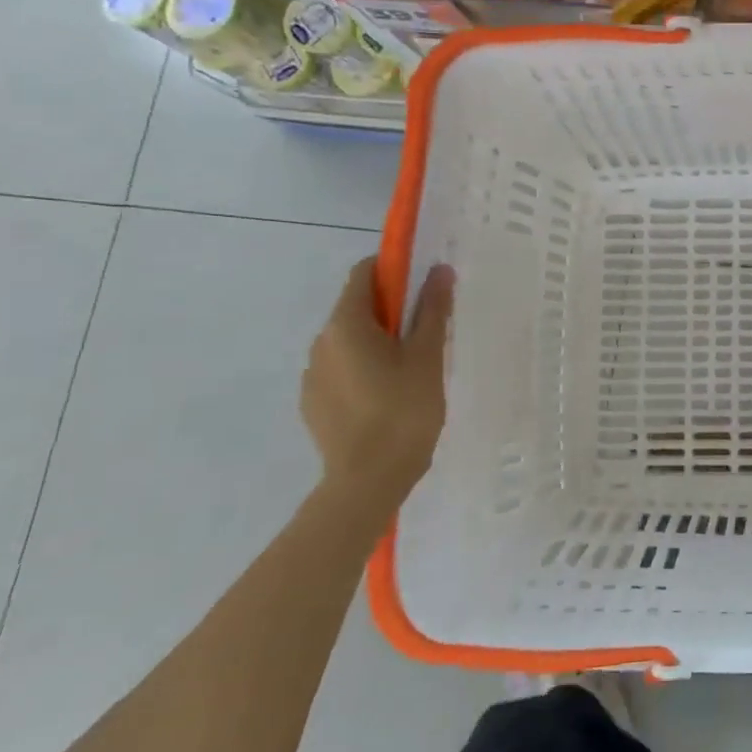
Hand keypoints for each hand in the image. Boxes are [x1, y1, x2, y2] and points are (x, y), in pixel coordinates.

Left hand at [301, 258, 454, 510]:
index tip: (424, 286)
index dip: (395, 270)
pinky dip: (364, 370)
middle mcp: (321, 342)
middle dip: (392, 310)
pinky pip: (342, 370)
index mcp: (346, 325)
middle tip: (428, 333)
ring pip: (350, 341)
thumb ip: (432, 310)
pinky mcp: (313, 402)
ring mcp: (312, 374)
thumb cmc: (403, 411)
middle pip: (357, 307)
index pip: (363, 274)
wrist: (367, 481)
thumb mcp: (427, 356)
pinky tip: (388, 398)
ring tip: (411, 371)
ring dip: (378, 342)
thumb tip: (438, 271)